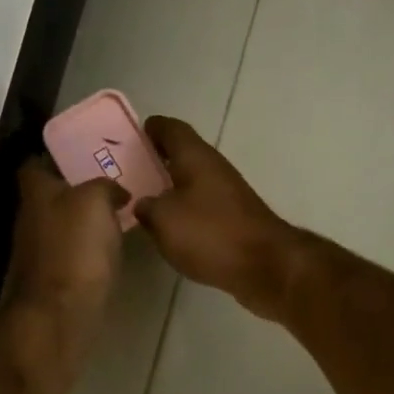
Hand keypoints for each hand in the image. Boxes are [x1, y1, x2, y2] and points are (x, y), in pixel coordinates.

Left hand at [0, 160, 127, 393]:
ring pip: (62, 225)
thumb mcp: (95, 201)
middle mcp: (30, 219)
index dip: (55, 156)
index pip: (34, 164)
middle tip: (114, 183)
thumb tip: (115, 192)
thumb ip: (105, 186)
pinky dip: (88, 250)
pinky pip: (72, 254)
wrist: (59, 316)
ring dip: (85, 221)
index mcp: (36, 194)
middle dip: (76, 189)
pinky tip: (112, 251)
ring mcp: (39, 253)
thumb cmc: (75, 251)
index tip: (85, 153)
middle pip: (50, 196)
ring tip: (121, 215)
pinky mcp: (53, 281)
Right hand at [136, 118, 306, 320]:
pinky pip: (203, 207)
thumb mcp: (164, 219)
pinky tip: (170, 228)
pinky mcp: (235, 220)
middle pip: (182, 155)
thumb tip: (144, 204)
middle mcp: (214, 168)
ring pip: (192, 182)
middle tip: (128, 172)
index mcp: (195, 157)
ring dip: (171, 188)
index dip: (151, 128)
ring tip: (143, 201)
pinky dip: (185, 212)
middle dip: (157, 160)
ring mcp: (228, 195)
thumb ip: (147, 207)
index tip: (131, 136)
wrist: (265, 265)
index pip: (171, 128)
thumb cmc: (210, 233)